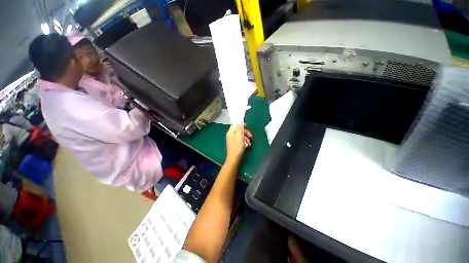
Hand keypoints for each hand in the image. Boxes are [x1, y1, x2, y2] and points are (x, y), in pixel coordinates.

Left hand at [226, 123, 252, 163]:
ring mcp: (233, 140)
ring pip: (241, 136)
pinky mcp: (235, 145)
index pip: (235, 125)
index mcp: (230, 132)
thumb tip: (239, 121)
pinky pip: (240, 141)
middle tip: (251, 136)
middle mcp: (231, 135)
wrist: (234, 159)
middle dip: (246, 133)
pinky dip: (244, 142)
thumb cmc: (237, 147)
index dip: (241, 125)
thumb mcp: (239, 136)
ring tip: (249, 143)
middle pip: (239, 131)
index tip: (247, 126)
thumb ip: (239, 128)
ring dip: (246, 138)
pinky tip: (247, 145)